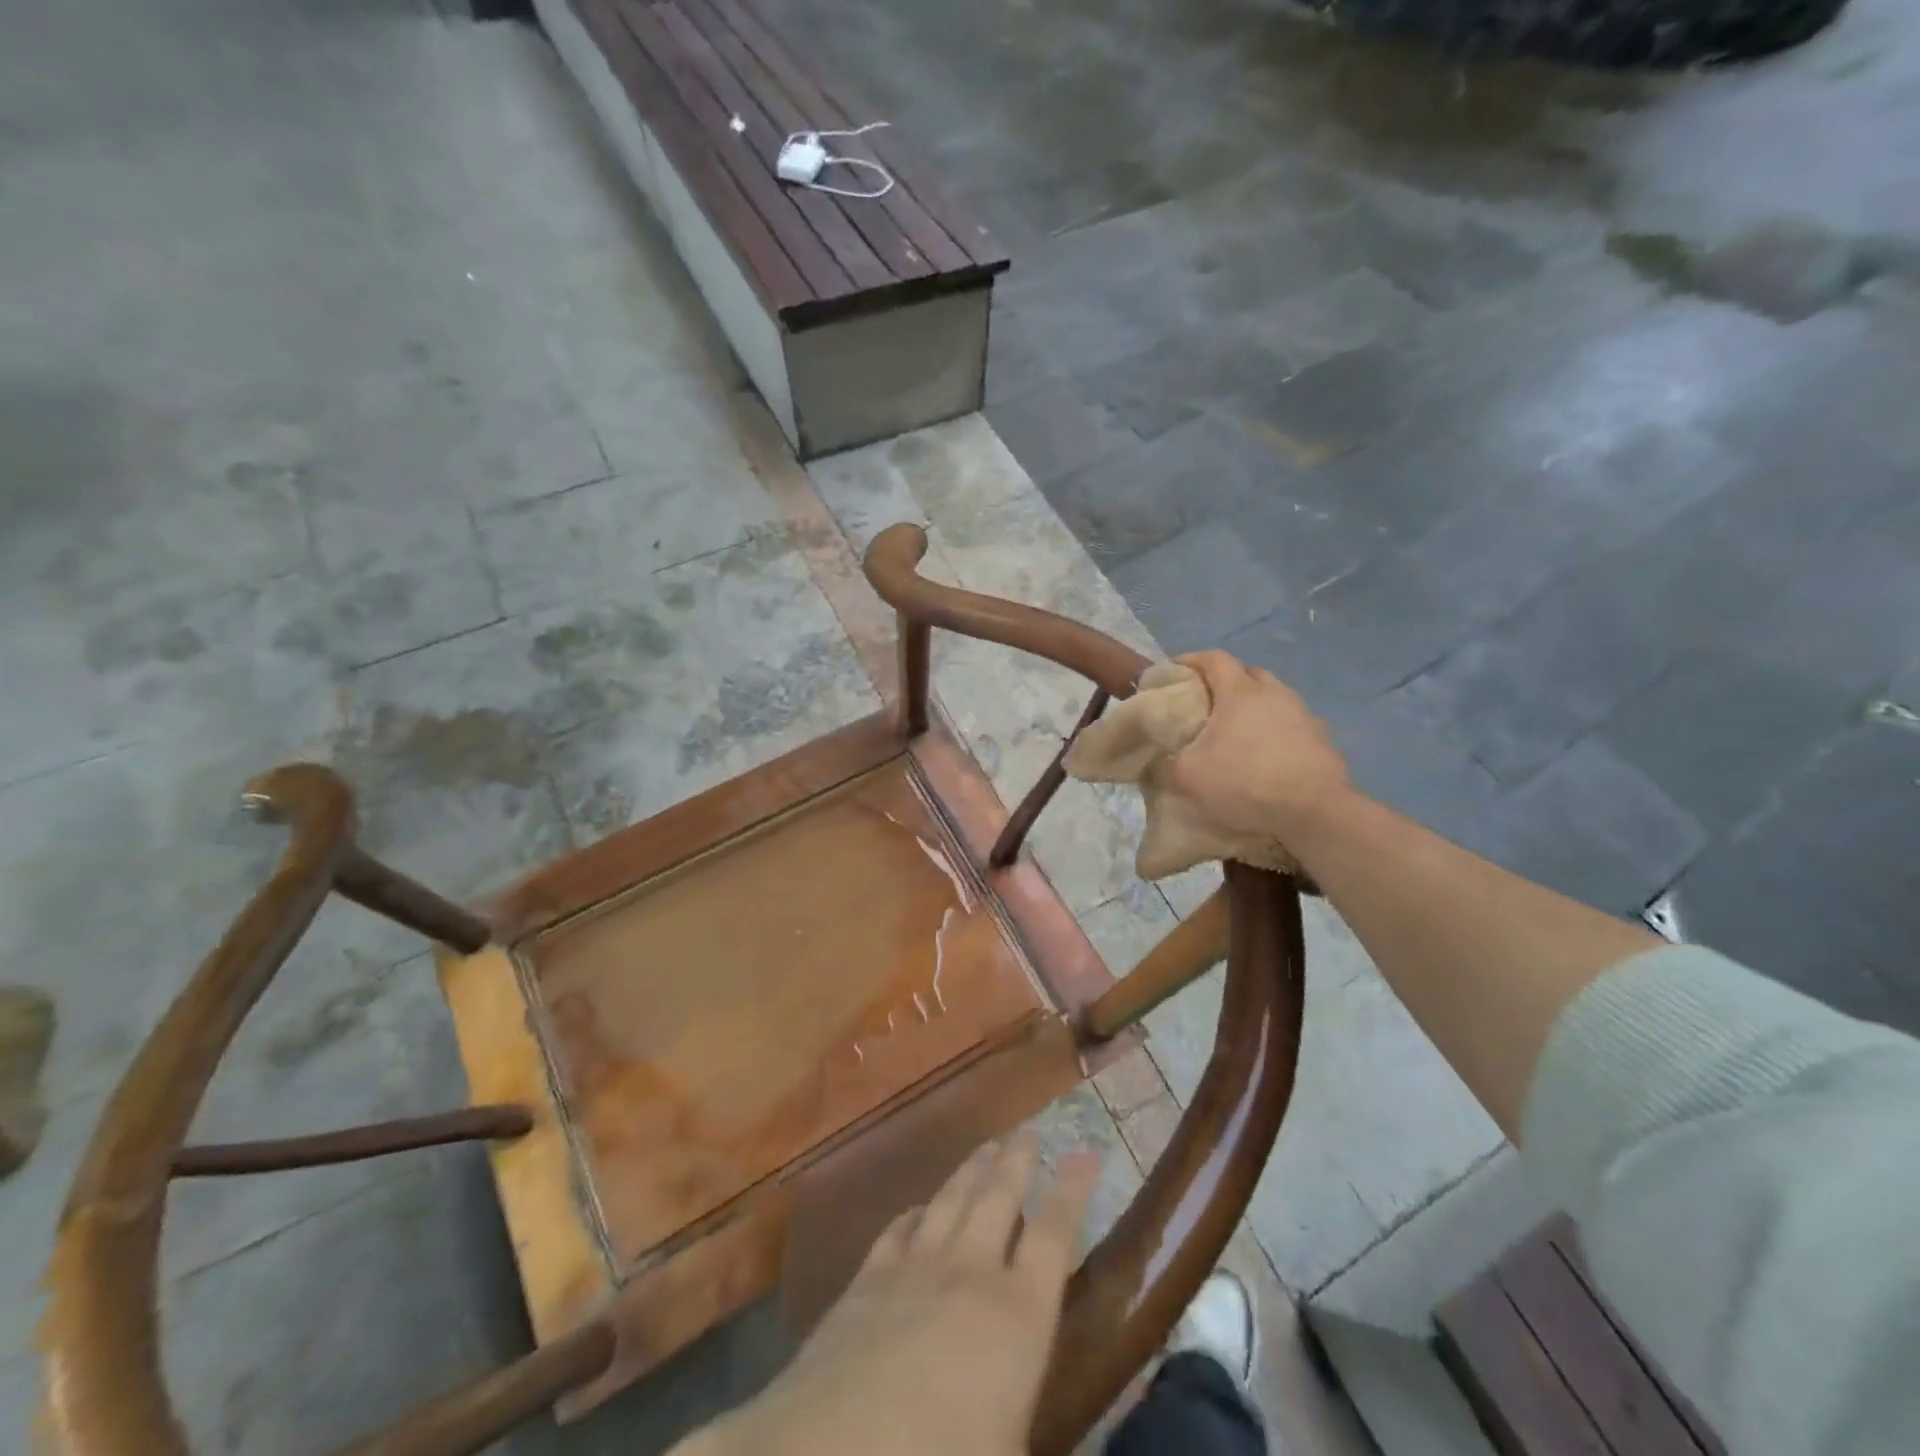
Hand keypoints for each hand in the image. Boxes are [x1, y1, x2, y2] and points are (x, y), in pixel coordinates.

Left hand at [687, 1134, 1099, 1455]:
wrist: (830, 1454)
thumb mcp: (1012, 1447)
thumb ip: (1028, 1404)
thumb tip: (1032, 1394)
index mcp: (1017, 1316)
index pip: (1055, 1235)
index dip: (1073, 1190)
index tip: (1086, 1150)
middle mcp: (970, 1273)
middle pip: (1000, 1198)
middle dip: (1018, 1160)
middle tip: (1030, 1130)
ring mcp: (914, 1269)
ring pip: (952, 1200)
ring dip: (972, 1170)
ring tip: (987, 1145)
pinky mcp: (867, 1280)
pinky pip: (898, 1229)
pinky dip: (915, 1212)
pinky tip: (919, 1206)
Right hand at [1165, 650, 1350, 843]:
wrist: (1314, 812)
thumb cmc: (1245, 781)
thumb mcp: (1189, 777)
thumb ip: (1163, 766)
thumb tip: (1152, 764)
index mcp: (1240, 692)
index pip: (1214, 658)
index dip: (1191, 660)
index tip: (1174, 671)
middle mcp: (1275, 694)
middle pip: (1247, 674)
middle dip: (1225, 682)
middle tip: (1206, 703)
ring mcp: (1304, 715)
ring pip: (1273, 699)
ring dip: (1253, 709)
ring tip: (1235, 733)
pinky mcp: (1322, 741)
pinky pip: (1291, 726)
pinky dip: (1274, 733)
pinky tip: (1264, 757)